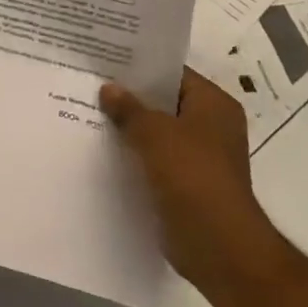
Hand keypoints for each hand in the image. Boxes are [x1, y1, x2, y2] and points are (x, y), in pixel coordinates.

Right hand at [101, 69, 288, 296]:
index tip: (106, 60)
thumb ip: (129, 108)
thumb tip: (108, 88)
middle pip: (165, 103)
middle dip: (131, 98)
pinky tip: (103, 149)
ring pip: (158, 133)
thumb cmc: (192, 176)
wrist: (217, 246)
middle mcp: (212, 126)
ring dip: (131, 128)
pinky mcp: (188, 185)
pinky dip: (135, 155)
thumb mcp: (154, 133)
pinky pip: (156, 160)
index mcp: (214, 105)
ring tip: (89, 113)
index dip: (141, 67)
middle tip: (91, 84)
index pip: (174, 73)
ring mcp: (201, 158)